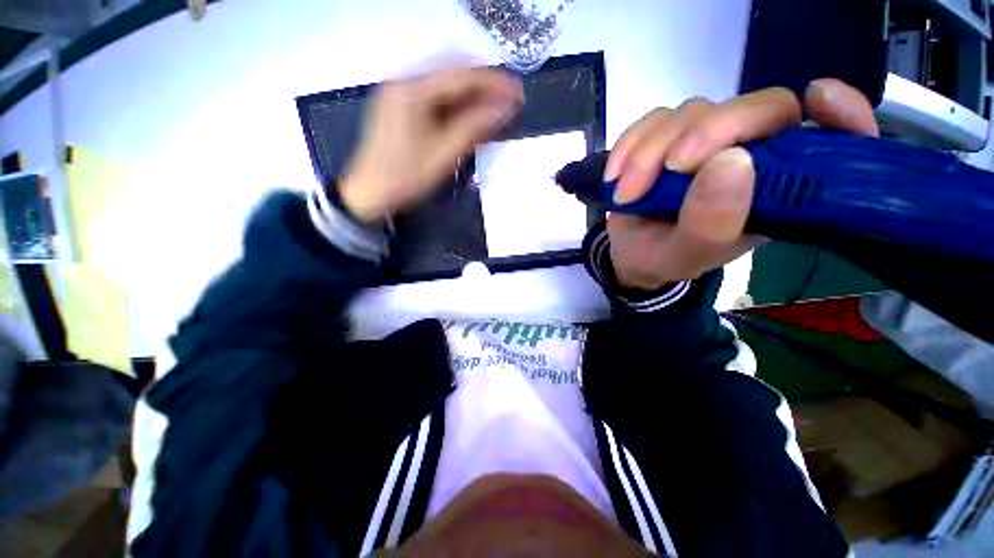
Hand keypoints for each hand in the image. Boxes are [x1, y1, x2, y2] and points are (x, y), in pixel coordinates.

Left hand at [340, 67, 522, 222]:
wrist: (371, 192)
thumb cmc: (406, 176)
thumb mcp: (444, 154)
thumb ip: (475, 128)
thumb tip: (505, 107)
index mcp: (412, 89)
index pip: (461, 75)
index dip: (493, 82)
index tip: (518, 92)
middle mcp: (406, 80)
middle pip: (453, 72)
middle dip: (485, 85)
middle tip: (509, 100)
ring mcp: (402, 92)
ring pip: (446, 84)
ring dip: (472, 94)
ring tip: (496, 108)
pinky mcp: (403, 105)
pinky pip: (436, 97)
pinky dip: (457, 104)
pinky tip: (472, 114)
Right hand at [605, 79, 879, 289]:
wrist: (632, 253)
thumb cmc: (667, 257)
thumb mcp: (687, 256)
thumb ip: (711, 224)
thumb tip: (732, 161)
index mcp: (775, 190)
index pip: (828, 139)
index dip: (839, 114)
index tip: (820, 98)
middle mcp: (750, 155)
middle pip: (753, 108)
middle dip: (707, 133)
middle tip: (669, 169)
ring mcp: (706, 141)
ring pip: (692, 111)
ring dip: (650, 151)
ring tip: (626, 193)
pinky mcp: (668, 137)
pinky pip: (653, 120)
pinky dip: (629, 144)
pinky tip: (615, 175)